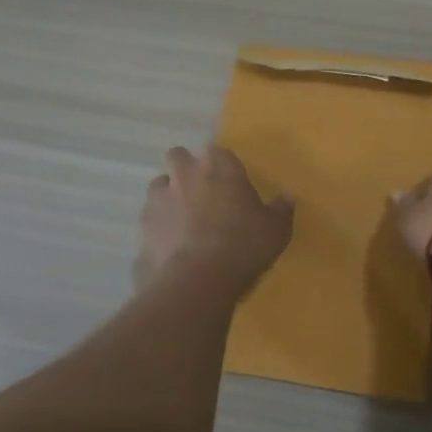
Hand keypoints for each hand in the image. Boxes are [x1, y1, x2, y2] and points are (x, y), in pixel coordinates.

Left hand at [137, 145, 294, 291]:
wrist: (199, 278)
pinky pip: (150, 219)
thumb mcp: (276, 229)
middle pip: (178, 157)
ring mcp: (159, 198)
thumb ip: (281, 209)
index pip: (218, 152)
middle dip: (186, 170)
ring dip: (168, 197)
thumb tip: (288, 197)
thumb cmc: (244, 243)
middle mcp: (185, 172)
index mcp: (218, 164)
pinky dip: (159, 227)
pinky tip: (171, 246)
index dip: (223, 168)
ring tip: (183, 221)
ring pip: (159, 186)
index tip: (231, 186)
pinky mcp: (143, 225)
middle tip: (201, 195)